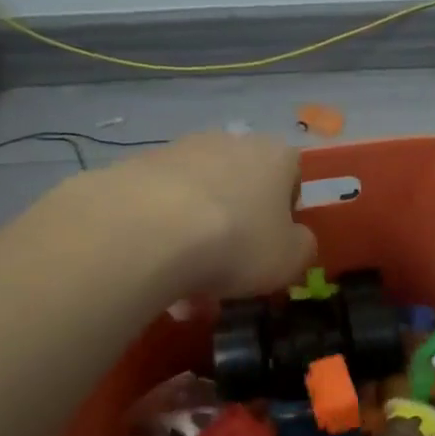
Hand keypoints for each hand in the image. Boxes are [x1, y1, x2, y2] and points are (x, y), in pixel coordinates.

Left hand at [39, 132, 316, 298]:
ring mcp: (177, 152)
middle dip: (235, 231)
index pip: (291, 173)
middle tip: (228, 274)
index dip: (286, 211)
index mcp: (274, 155)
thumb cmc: (237, 241)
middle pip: (240, 189)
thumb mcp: (290, 259)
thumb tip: (295, 240)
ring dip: (195, 243)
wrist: (146, 231)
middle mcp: (227, 142)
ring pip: (196, 203)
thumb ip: (302, 247)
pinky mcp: (133, 169)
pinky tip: (154, 276)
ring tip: (183, 293)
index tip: (273, 244)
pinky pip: (158, 210)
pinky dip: (160, 240)